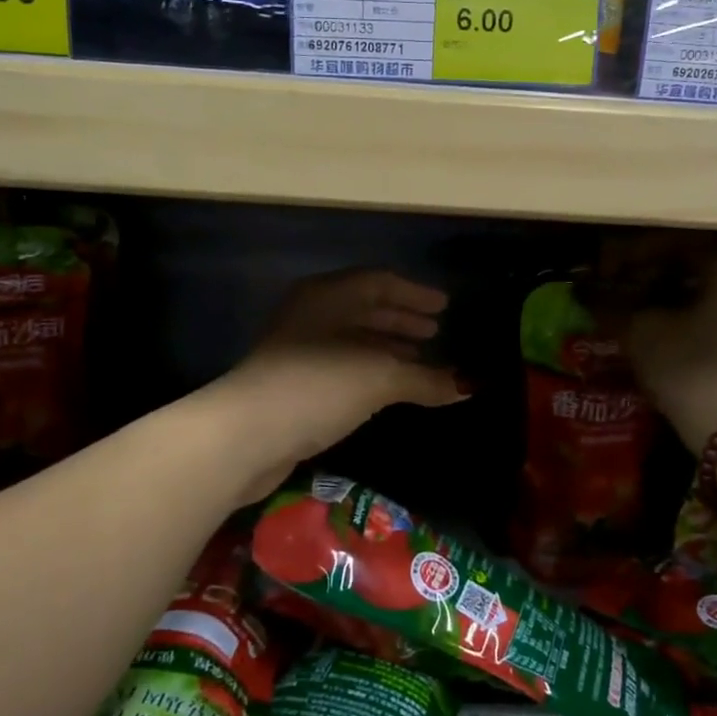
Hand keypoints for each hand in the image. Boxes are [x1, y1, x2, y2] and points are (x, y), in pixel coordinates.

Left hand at [215, 270, 465, 499]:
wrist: (247, 433)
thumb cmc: (318, 386)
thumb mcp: (379, 378)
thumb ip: (425, 378)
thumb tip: (469, 385)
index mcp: (329, 295)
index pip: (380, 282)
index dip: (414, 294)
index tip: (445, 307)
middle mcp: (312, 313)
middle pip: (365, 308)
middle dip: (402, 320)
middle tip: (436, 331)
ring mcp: (298, 348)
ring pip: (353, 338)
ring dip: (387, 346)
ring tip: (420, 359)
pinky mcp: (293, 381)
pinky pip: (343, 364)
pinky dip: (370, 370)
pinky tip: (389, 388)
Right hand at [628, 255, 716, 448]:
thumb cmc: (692, 369)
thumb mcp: (643, 334)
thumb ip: (617, 306)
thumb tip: (594, 294)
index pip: (678, 247)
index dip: (639, 260)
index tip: (613, 274)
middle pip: (708, 269)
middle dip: (669, 280)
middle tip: (635, 296)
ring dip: (694, 302)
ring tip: (659, 320)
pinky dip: (716, 323)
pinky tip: (689, 341)